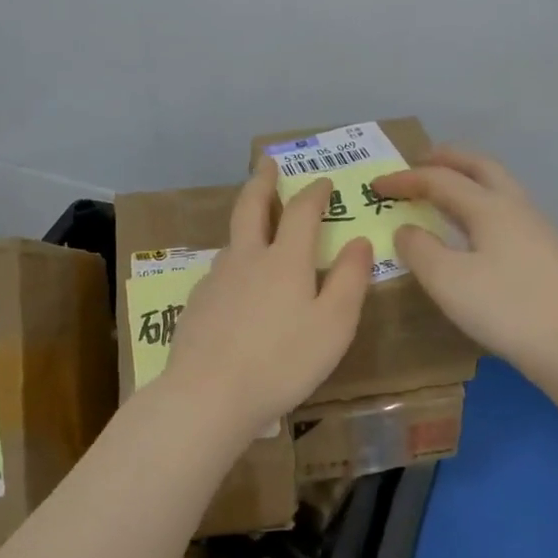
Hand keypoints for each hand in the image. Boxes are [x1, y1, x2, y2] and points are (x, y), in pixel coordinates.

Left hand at [161, 158, 372, 438]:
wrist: (209, 395)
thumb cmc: (283, 361)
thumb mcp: (334, 325)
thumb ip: (349, 280)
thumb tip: (360, 242)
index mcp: (284, 259)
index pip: (301, 211)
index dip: (314, 192)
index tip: (324, 181)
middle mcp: (246, 258)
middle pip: (251, 207)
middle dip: (262, 180)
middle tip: (267, 162)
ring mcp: (216, 279)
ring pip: (233, 240)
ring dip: (247, 223)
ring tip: (257, 226)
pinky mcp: (197, 304)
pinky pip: (220, 271)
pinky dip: (234, 263)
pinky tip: (237, 285)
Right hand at [368, 147, 557, 381]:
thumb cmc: (506, 308)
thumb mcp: (447, 281)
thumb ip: (419, 250)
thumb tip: (406, 230)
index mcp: (490, 207)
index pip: (440, 179)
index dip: (405, 179)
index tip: (375, 185)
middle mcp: (516, 207)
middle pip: (480, 167)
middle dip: (447, 159)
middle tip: (420, 161)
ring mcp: (537, 229)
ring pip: (499, 187)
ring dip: (468, 179)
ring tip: (444, 191)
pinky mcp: (547, 253)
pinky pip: (506, 211)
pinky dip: (481, 204)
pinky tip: (475, 231)